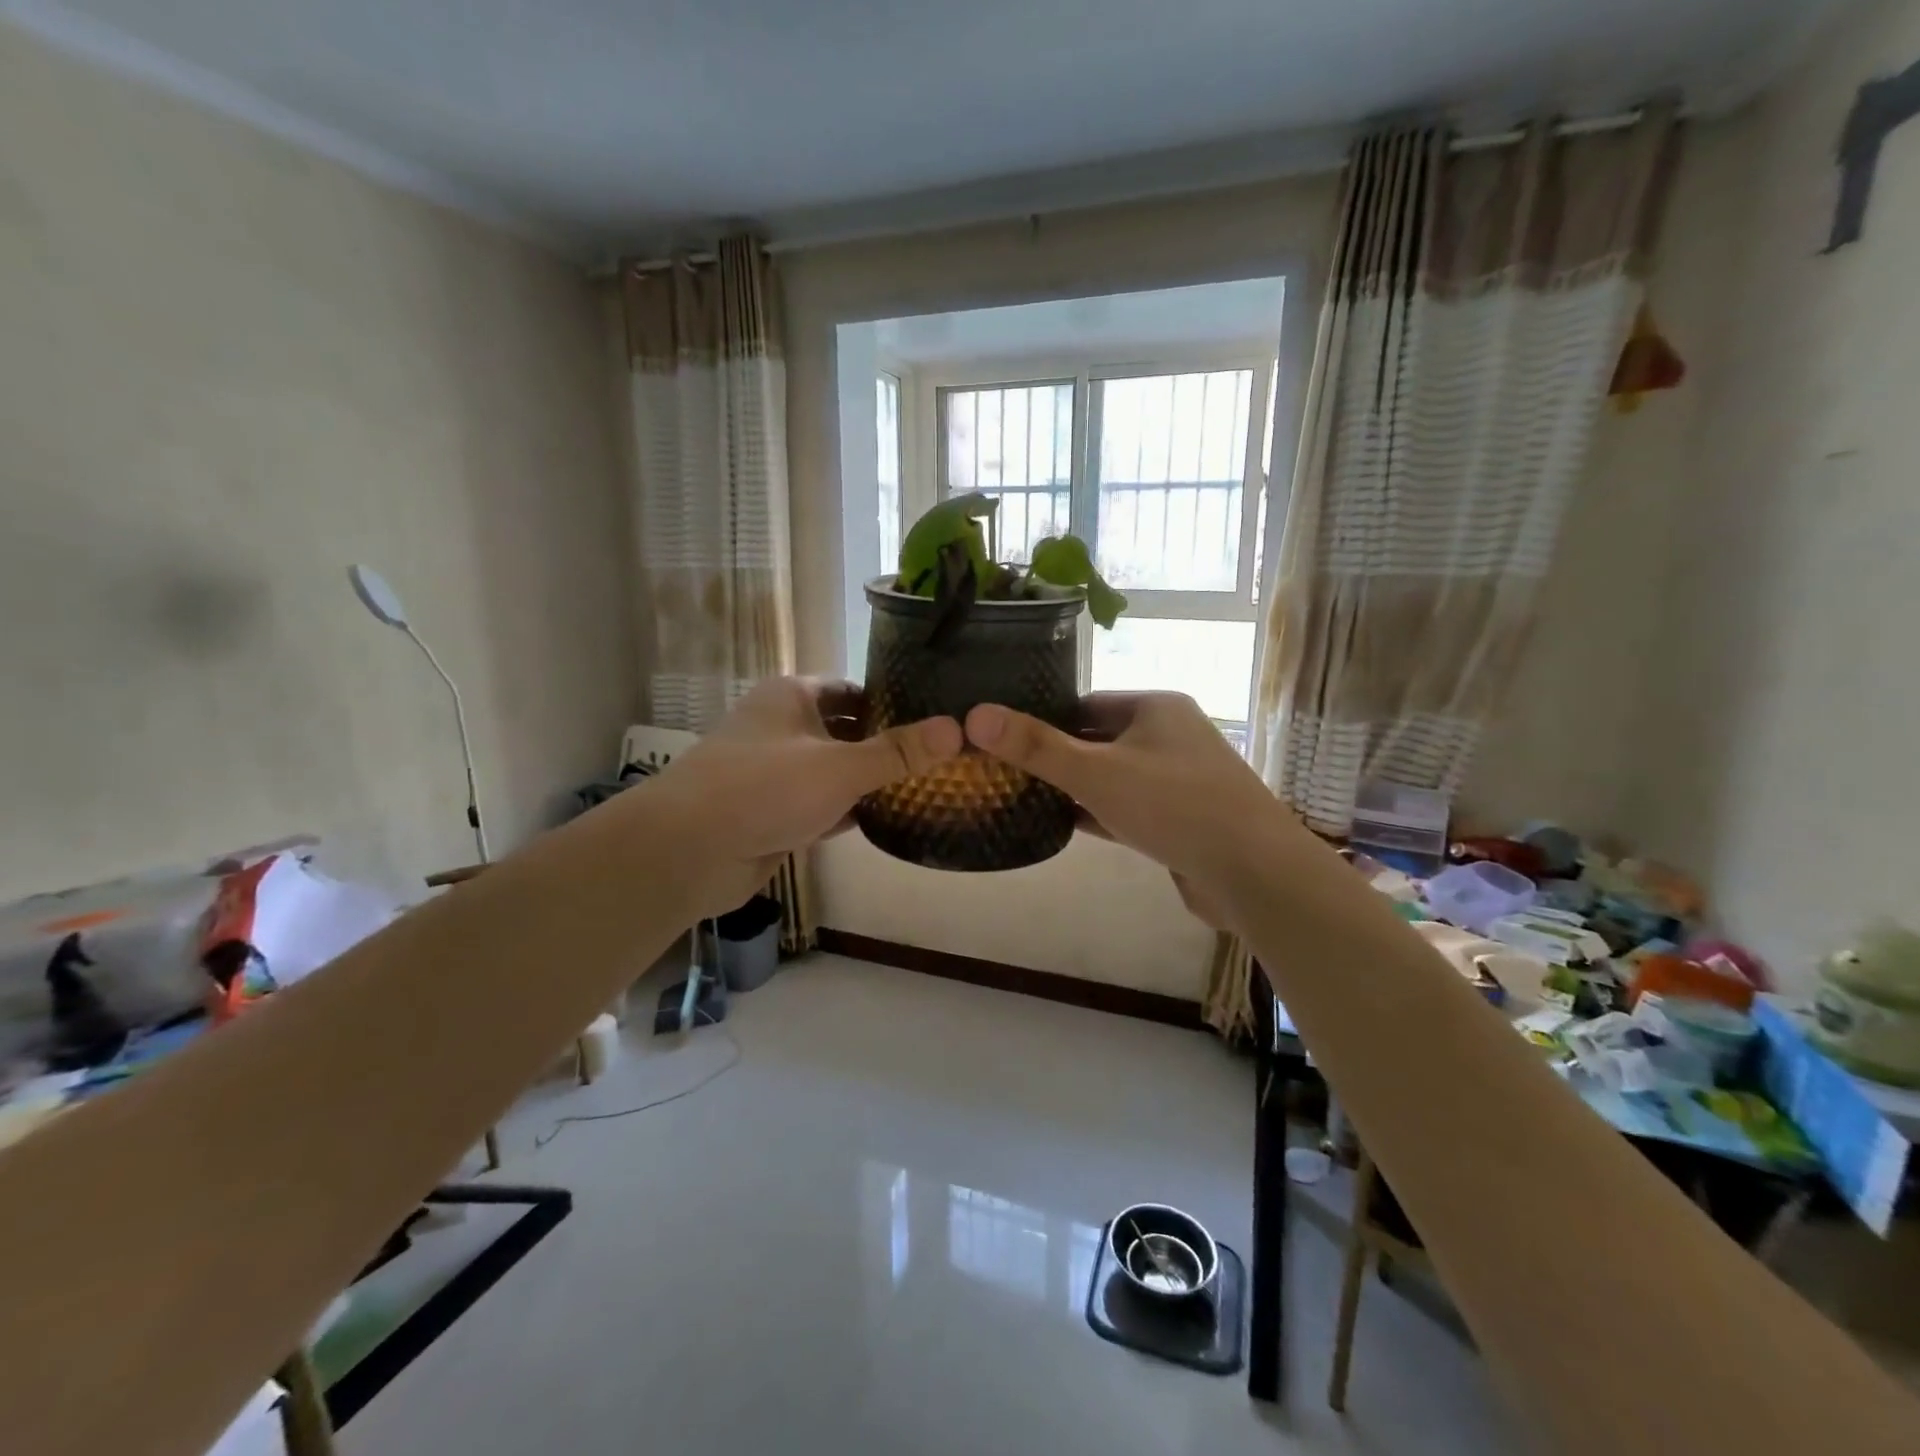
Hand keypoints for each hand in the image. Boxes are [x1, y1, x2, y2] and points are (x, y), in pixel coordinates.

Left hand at [640, 678, 961, 914]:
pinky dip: (848, 811)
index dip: (891, 701)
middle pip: (845, 731)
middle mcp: (782, 728)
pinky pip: (821, 805)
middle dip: (885, 745)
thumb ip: (897, 752)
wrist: (688, 852)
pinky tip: (886, 819)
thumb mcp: (839, 766)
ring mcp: (776, 773)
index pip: (852, 690)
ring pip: (833, 771)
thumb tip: (957, 729)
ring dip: (868, 781)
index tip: (935, 718)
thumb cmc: (763, 788)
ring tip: (926, 787)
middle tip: (940, 757)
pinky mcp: (773, 814)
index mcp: (791, 697)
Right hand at [965, 693, 1292, 931]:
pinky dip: (1099, 814)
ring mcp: (1180, 780)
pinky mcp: (1182, 820)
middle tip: (1005, 770)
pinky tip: (1064, 825)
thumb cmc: (1174, 805)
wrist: (1255, 873)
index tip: (1004, 736)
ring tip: (1024, 795)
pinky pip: (1129, 808)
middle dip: (1057, 754)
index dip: (1044, 717)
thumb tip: (975, 715)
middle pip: (1098, 738)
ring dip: (1076, 786)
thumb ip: (1036, 746)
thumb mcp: (1095, 771)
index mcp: (1156, 708)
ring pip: (1114, 776)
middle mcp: (1171, 736)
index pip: (1086, 702)